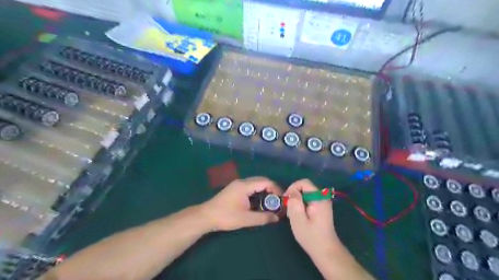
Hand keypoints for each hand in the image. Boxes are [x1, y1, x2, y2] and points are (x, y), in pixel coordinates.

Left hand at [200, 177, 282, 230]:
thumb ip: (263, 217)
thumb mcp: (246, 219)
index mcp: (245, 186)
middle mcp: (242, 182)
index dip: (276, 188)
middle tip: (277, 200)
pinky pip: (250, 186)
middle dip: (271, 188)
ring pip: (255, 183)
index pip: (265, 181)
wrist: (206, 216)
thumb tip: (277, 218)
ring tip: (270, 202)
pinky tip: (259, 202)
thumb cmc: (226, 217)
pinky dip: (257, 192)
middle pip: (261, 180)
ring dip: (264, 190)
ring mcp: (237, 184)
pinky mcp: (235, 189)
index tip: (282, 198)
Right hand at [284, 180, 338, 257]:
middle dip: (294, 195)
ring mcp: (323, 202)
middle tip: (289, 209)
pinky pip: (308, 199)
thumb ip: (294, 203)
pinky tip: (299, 216)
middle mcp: (322, 196)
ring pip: (305, 193)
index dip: (292, 188)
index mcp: (319, 197)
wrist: (326, 251)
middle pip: (304, 187)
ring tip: (293, 214)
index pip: (303, 182)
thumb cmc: (311, 237)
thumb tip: (292, 191)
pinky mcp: (321, 207)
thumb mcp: (298, 219)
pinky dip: (301, 204)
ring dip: (297, 201)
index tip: (286, 201)